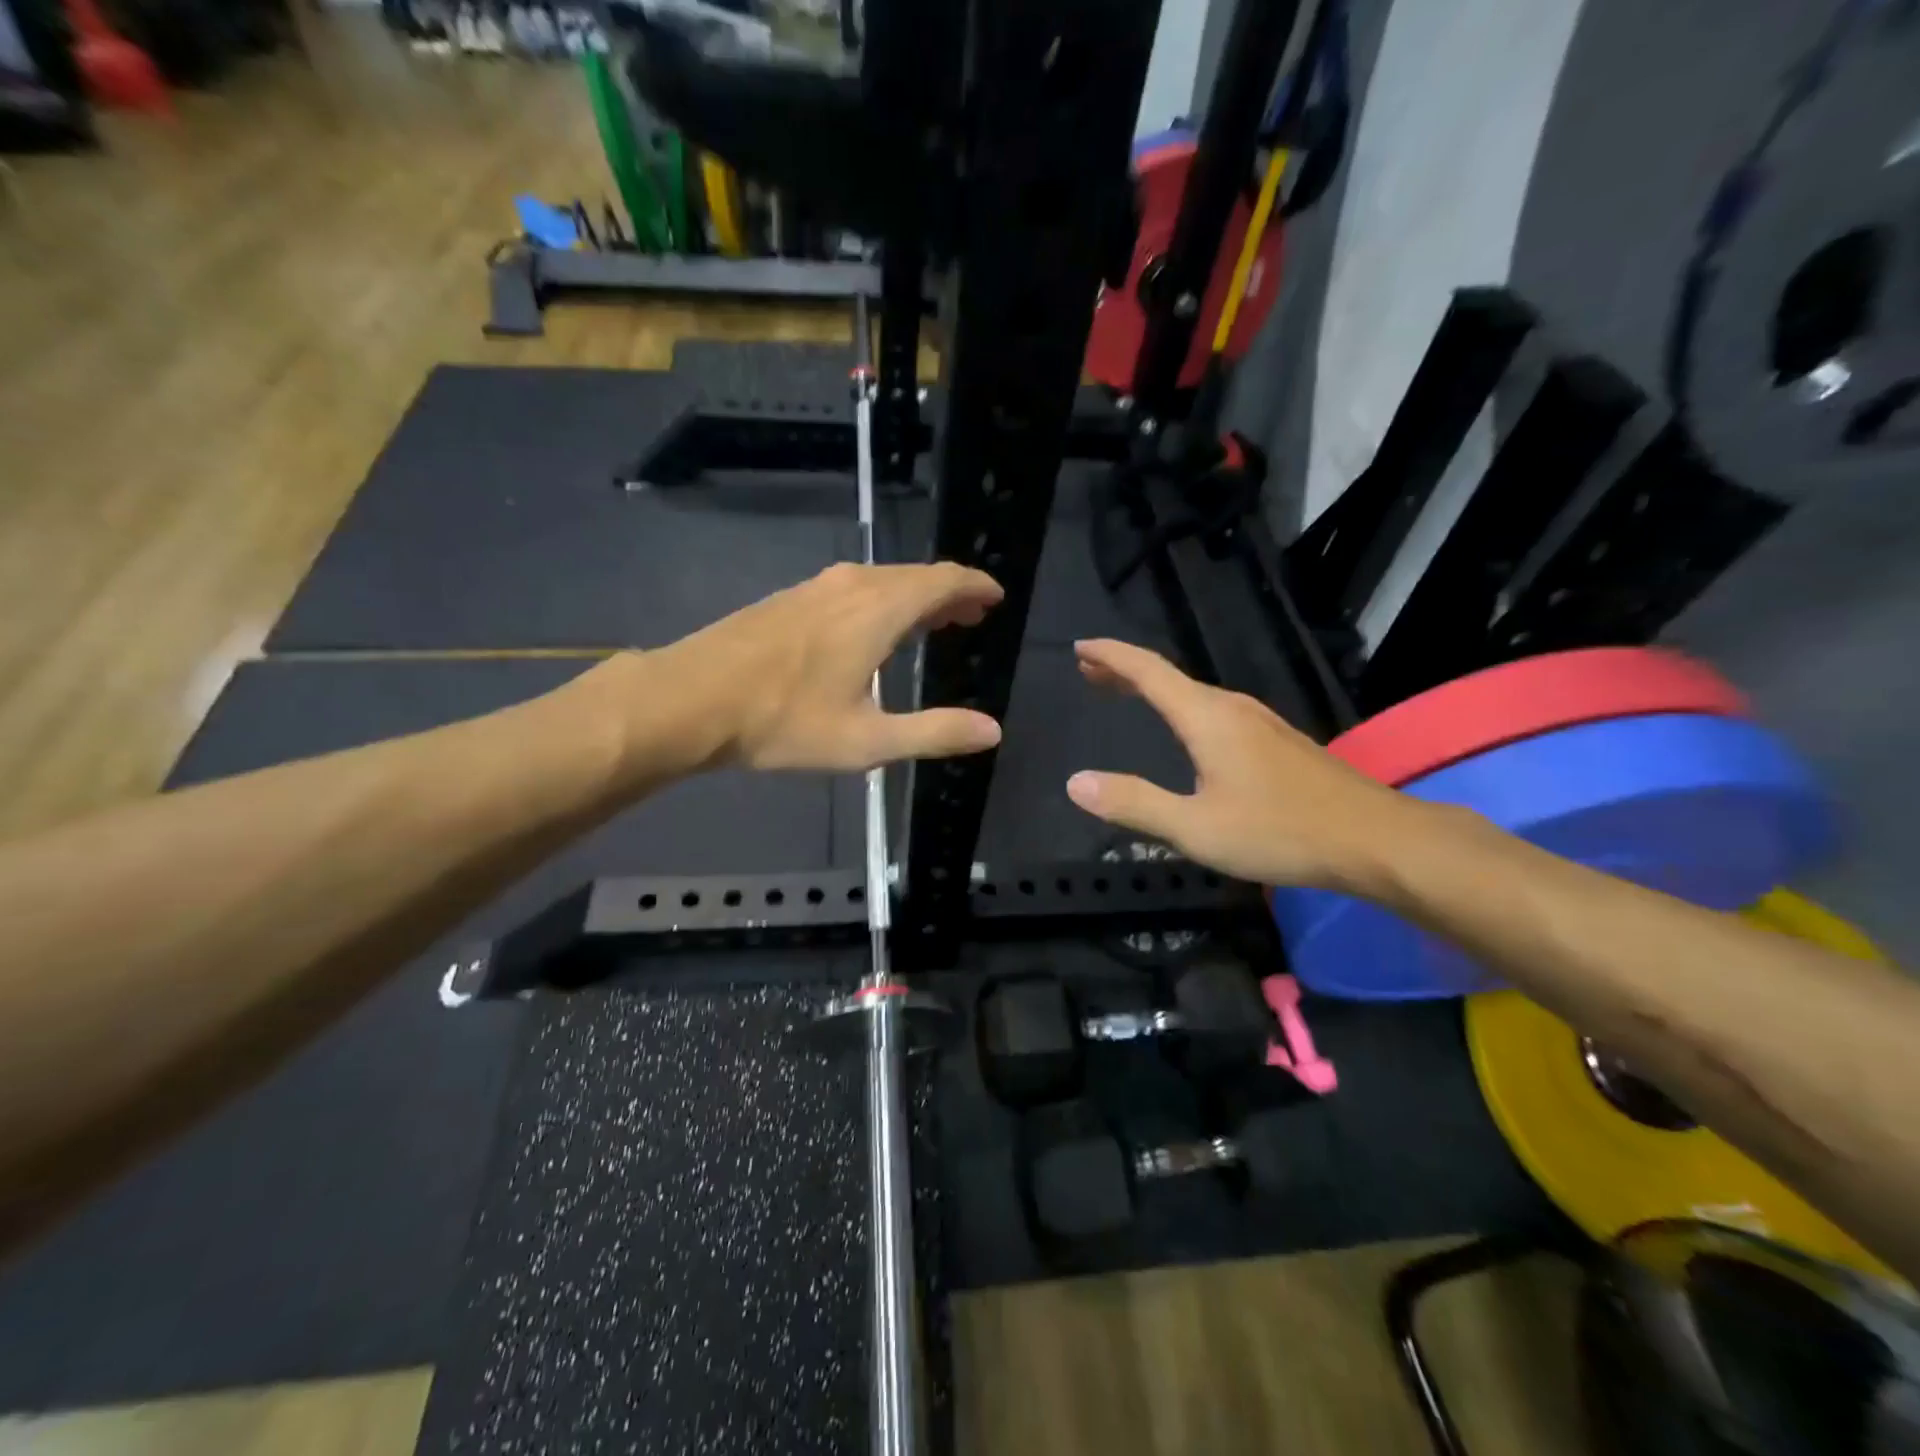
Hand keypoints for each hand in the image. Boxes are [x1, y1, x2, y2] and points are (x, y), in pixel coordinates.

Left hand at [645, 562, 1005, 772]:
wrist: (691, 699)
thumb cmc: (784, 721)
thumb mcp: (867, 740)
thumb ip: (934, 732)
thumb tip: (992, 731)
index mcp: (879, 610)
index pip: (943, 580)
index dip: (974, 586)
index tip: (995, 598)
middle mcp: (852, 585)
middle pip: (915, 576)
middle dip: (948, 594)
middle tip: (969, 618)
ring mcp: (817, 588)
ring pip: (882, 581)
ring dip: (914, 597)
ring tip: (931, 625)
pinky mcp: (791, 598)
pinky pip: (854, 589)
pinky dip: (881, 601)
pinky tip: (873, 630)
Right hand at [1064, 639, 1413, 889]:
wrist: (1375, 840)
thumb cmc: (1279, 831)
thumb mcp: (1195, 827)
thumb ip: (1133, 804)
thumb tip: (1075, 782)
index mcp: (1207, 718)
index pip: (1148, 671)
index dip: (1111, 656)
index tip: (1080, 647)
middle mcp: (1233, 708)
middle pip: (1170, 677)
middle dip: (1126, 671)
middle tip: (1090, 671)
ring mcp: (1260, 722)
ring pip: (1194, 694)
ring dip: (1155, 689)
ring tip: (1126, 693)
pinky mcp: (1277, 742)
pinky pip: (1215, 711)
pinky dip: (1182, 708)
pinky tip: (1186, 730)